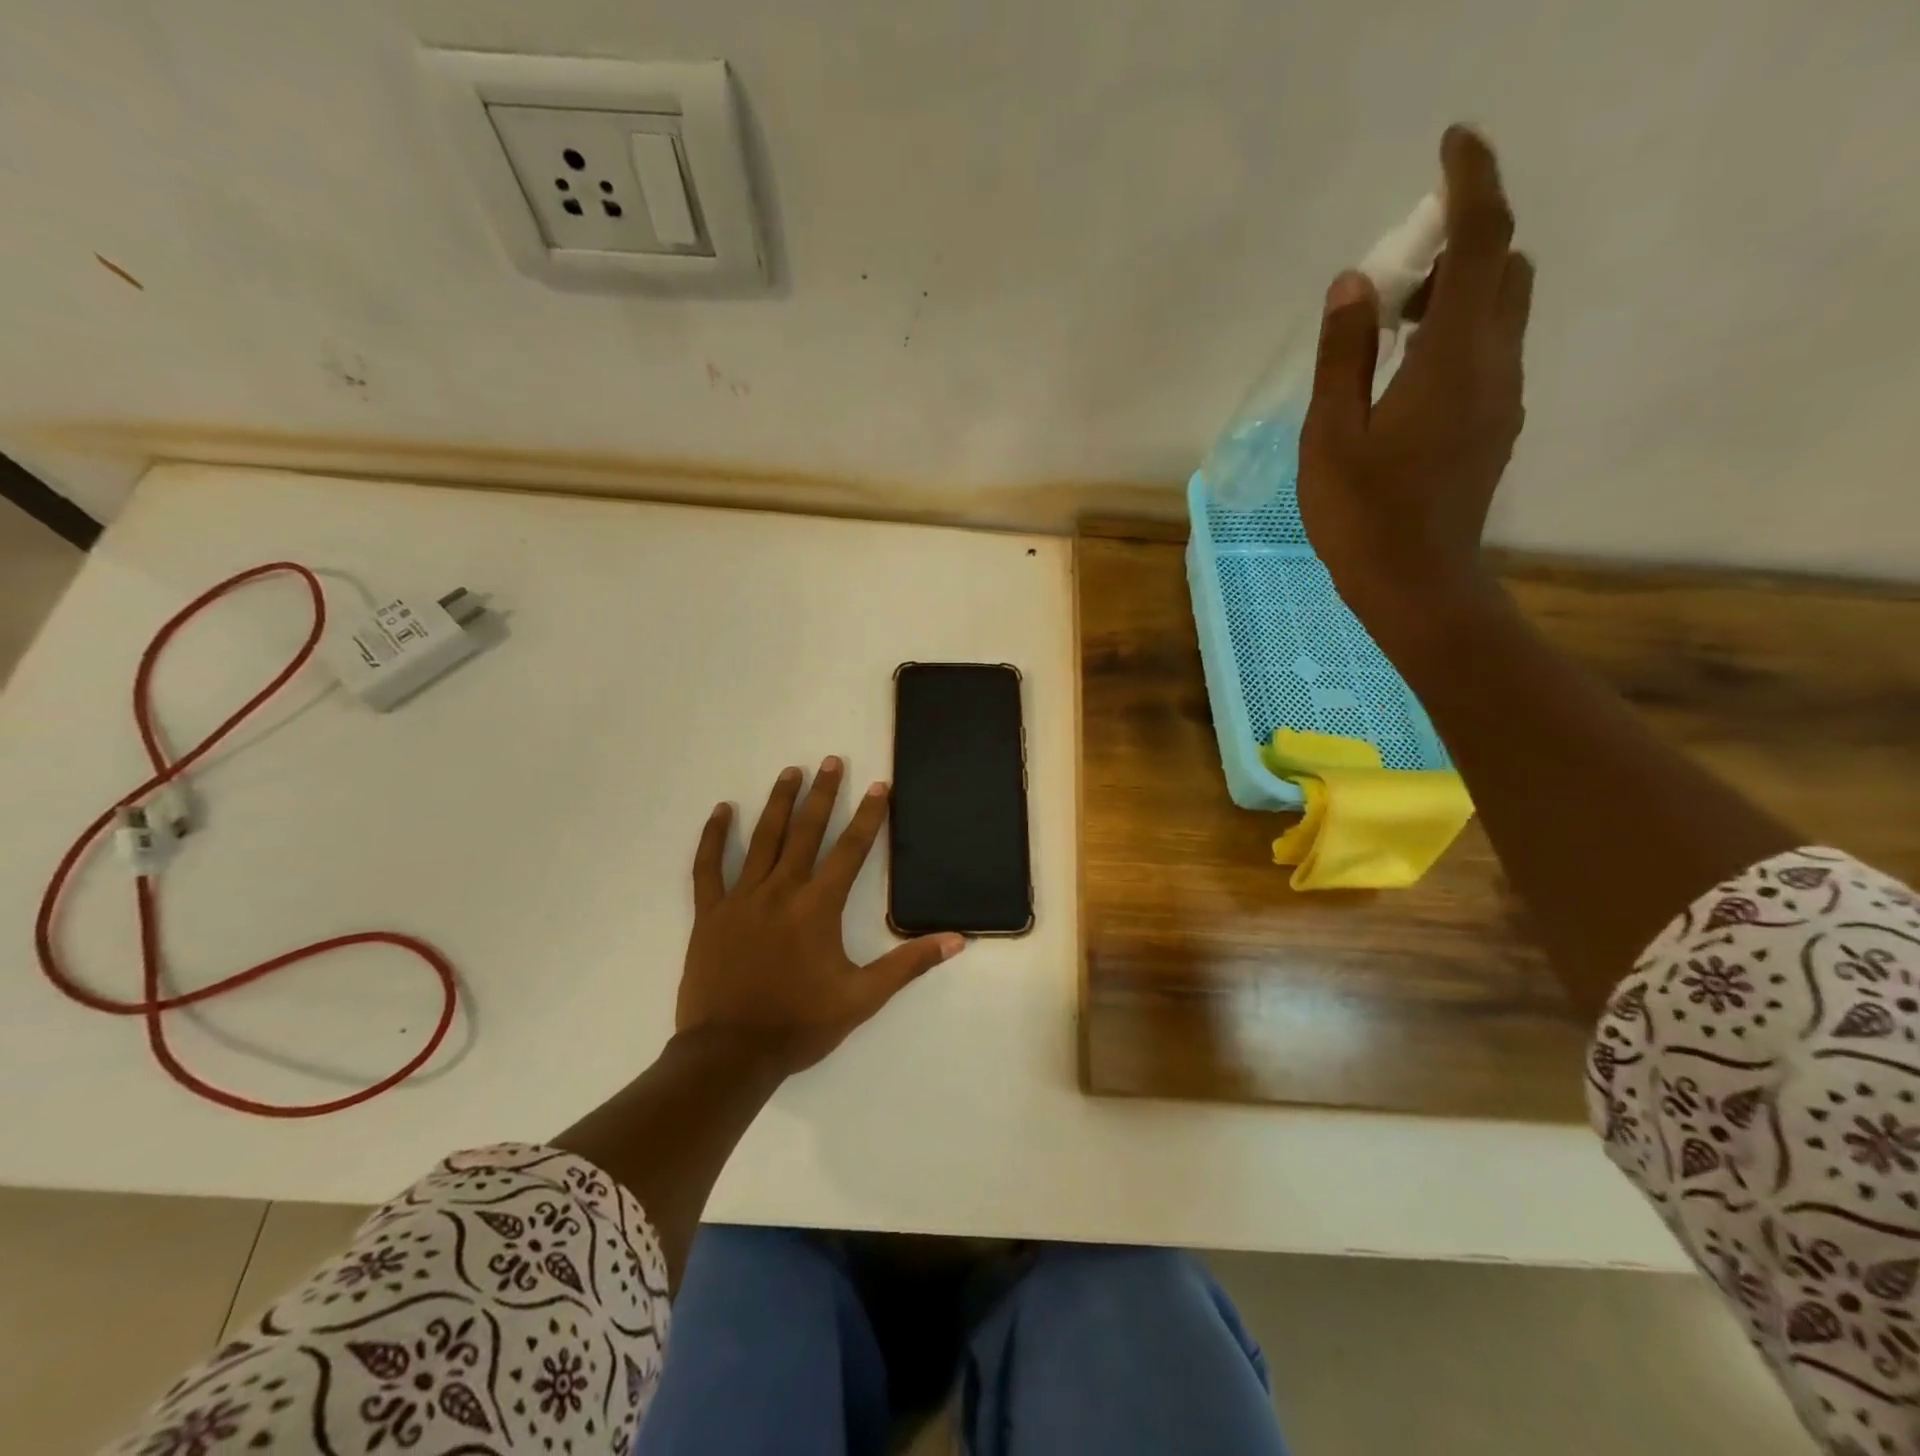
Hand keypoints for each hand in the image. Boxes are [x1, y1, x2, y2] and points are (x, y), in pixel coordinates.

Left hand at [676, 758, 965, 1075]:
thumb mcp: (863, 998)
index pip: (850, 850)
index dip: (868, 816)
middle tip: (831, 761)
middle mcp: (781, 891)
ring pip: (762, 840)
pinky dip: (713, 837)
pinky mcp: (710, 914)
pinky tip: (720, 811)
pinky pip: (707, 868)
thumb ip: (908, 964)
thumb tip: (956, 940)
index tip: (879, 786)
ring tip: (790, 772)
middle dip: (822, 795)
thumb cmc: (800, 1024)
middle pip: (806, 832)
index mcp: (818, 907)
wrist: (730, 1054)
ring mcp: (741, 899)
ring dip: (778, 803)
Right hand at [1297, 125, 1532, 641]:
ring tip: (1389, 334)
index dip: (1472, 183)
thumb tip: (1354, 283)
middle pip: (1505, 268)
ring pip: (1502, 311)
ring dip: (1457, 294)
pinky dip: (1457, 335)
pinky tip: (1404, 379)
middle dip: (1461, 245)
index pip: (1482, 242)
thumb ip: (1343, 356)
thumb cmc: (1362, 516)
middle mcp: (1494, 366)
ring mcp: (1503, 399)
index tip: (1452, 144)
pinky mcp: (1496, 427)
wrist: (1417, 584)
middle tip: (1395, 278)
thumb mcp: (1331, 437)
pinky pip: (1490, 353)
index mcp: (1451, 360)